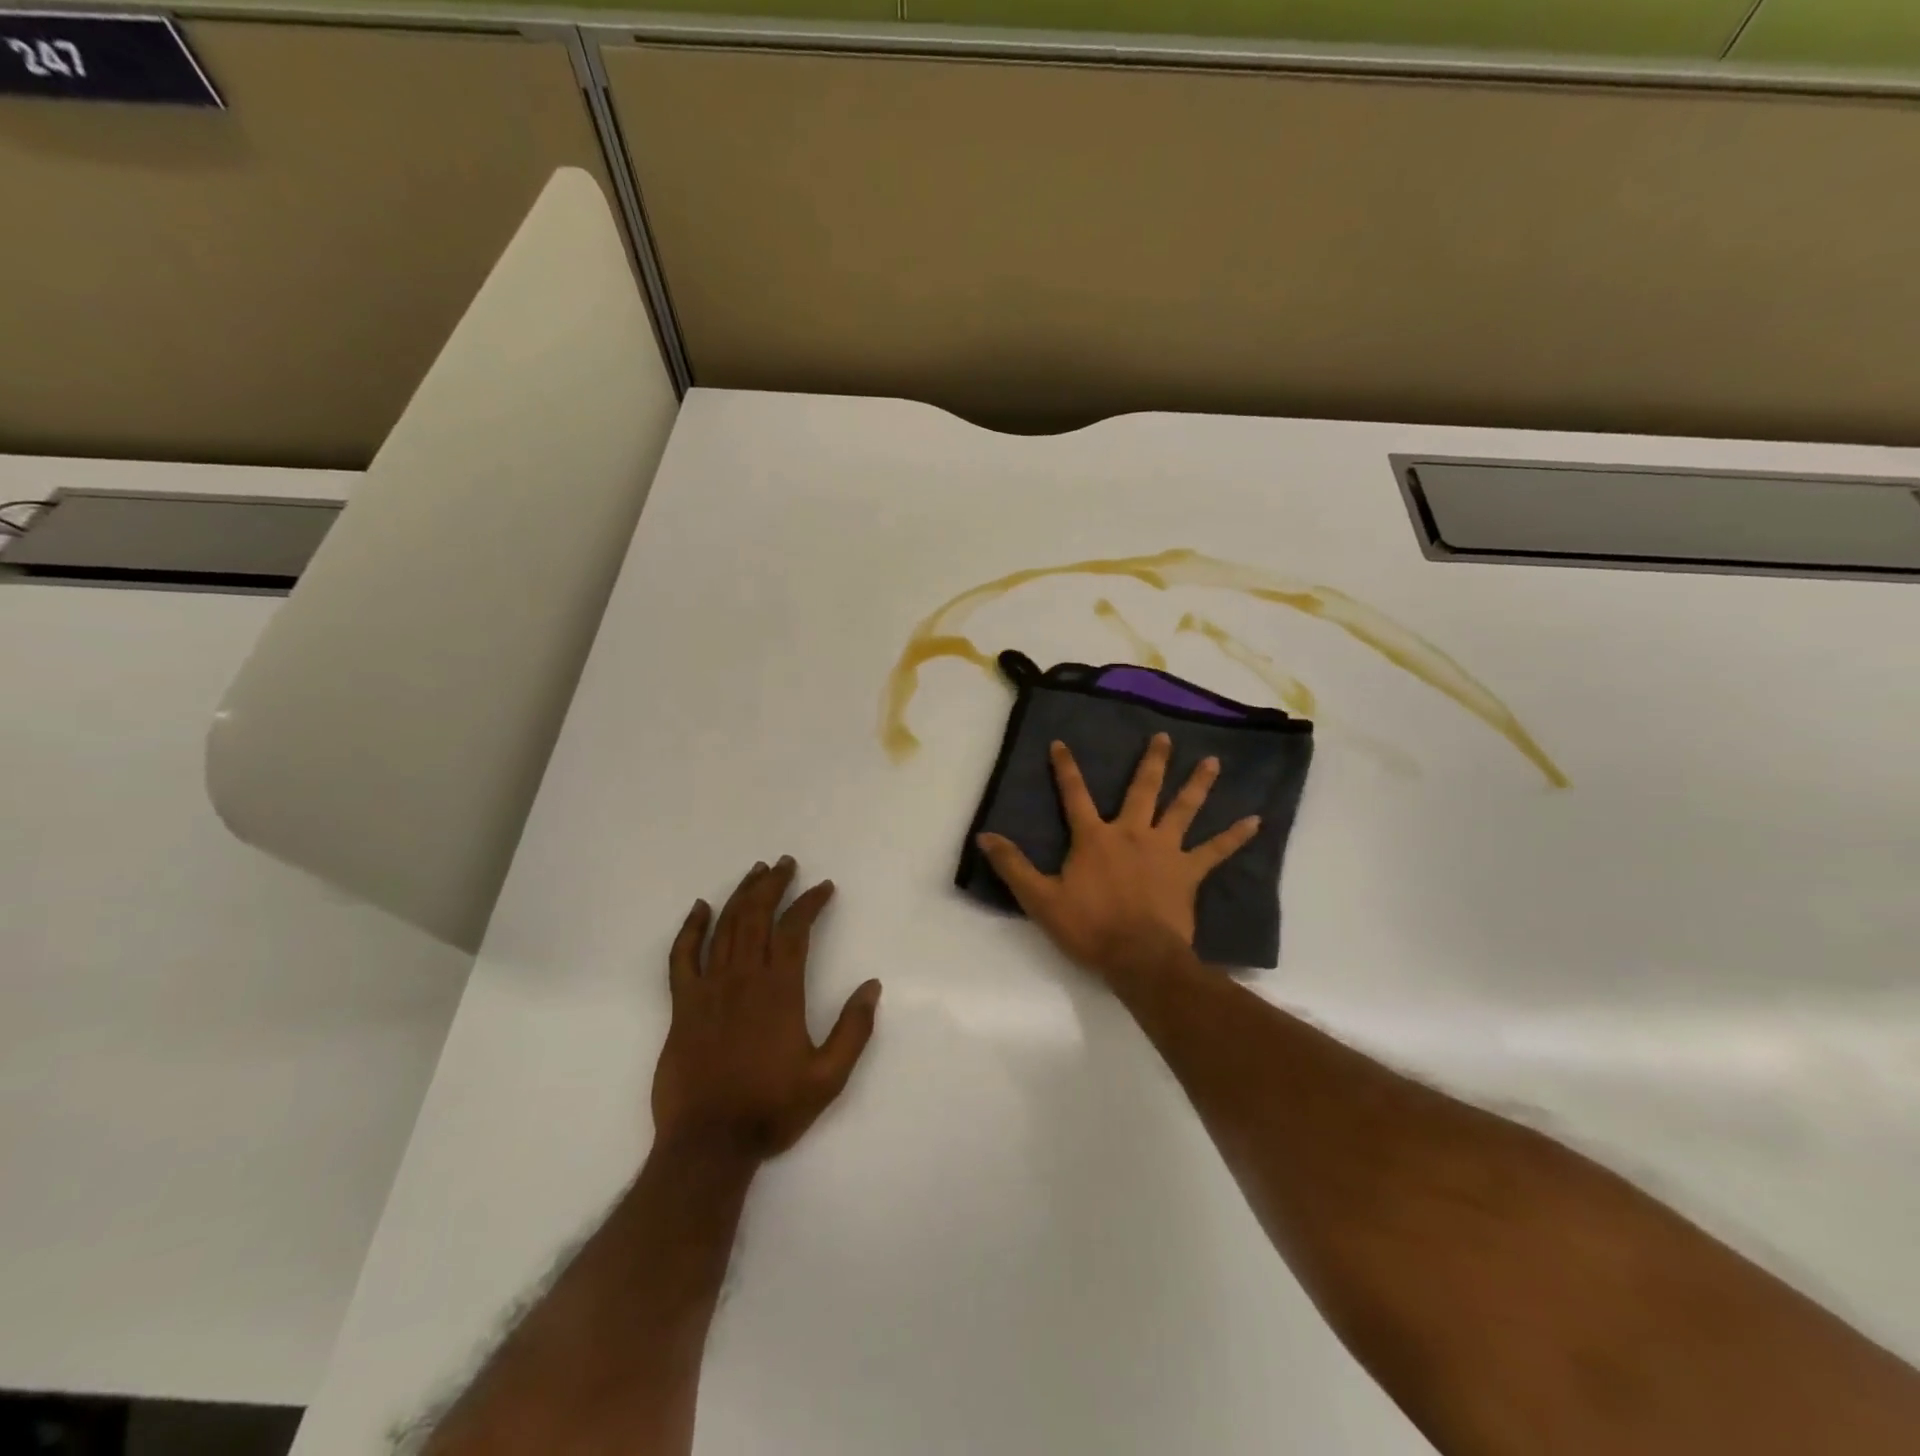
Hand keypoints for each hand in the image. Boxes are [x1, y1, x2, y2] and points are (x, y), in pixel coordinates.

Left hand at [651, 857, 881, 1159]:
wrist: (708, 1144)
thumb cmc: (771, 1109)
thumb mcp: (829, 1078)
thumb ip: (853, 1030)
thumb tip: (872, 986)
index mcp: (780, 990)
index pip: (795, 930)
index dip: (810, 903)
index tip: (824, 887)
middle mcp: (743, 978)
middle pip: (757, 917)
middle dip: (773, 885)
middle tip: (785, 863)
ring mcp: (708, 989)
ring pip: (725, 927)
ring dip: (741, 895)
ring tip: (756, 872)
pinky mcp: (682, 1006)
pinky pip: (681, 957)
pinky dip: (690, 929)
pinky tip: (700, 908)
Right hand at [976, 734, 1259, 982]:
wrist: (1137, 956)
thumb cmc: (1088, 926)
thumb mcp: (1040, 898)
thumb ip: (1013, 865)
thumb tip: (985, 836)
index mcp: (1095, 837)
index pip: (1074, 794)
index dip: (1066, 768)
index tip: (1060, 743)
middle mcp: (1132, 833)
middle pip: (1142, 790)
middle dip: (1152, 762)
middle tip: (1165, 737)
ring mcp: (1164, 850)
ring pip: (1183, 809)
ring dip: (1197, 784)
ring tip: (1213, 762)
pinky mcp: (1188, 872)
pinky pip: (1215, 851)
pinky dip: (1235, 836)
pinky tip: (1256, 821)